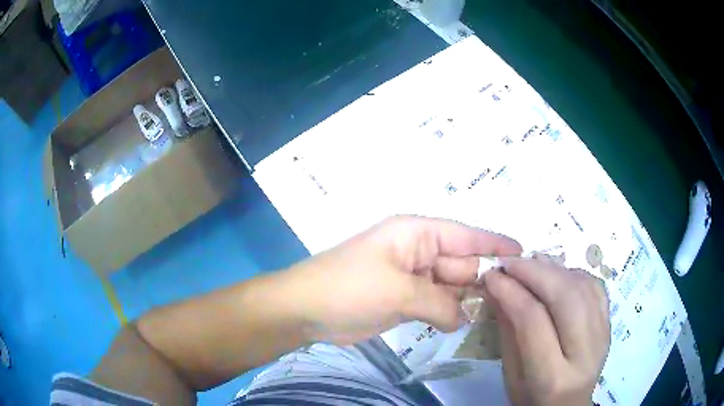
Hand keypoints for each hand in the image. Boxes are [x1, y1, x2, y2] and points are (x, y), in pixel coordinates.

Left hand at [280, 216, 521, 344]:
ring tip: (499, 313)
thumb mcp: (399, 292)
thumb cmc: (349, 288)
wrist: (306, 310)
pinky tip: (466, 324)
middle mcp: (418, 252)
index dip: (495, 244)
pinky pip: (437, 303)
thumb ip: (440, 304)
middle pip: (462, 263)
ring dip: (469, 299)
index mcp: (417, 234)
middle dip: (485, 279)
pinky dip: (450, 313)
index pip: (466, 236)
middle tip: (516, 297)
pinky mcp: (404, 300)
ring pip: (451, 286)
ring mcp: (412, 278)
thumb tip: (463, 317)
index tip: (523, 253)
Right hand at [483, 256, 610, 405]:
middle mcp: (585, 354)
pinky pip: (595, 288)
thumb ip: (508, 330)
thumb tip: (497, 287)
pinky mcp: (609, 325)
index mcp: (553, 378)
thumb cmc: (532, 399)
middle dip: (534, 272)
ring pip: (583, 287)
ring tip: (530, 263)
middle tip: (510, 262)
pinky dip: (574, 273)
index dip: (511, 292)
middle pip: (565, 298)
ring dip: (554, 268)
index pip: (533, 322)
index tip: (492, 275)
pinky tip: (557, 273)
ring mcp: (603, 336)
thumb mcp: (511, 373)